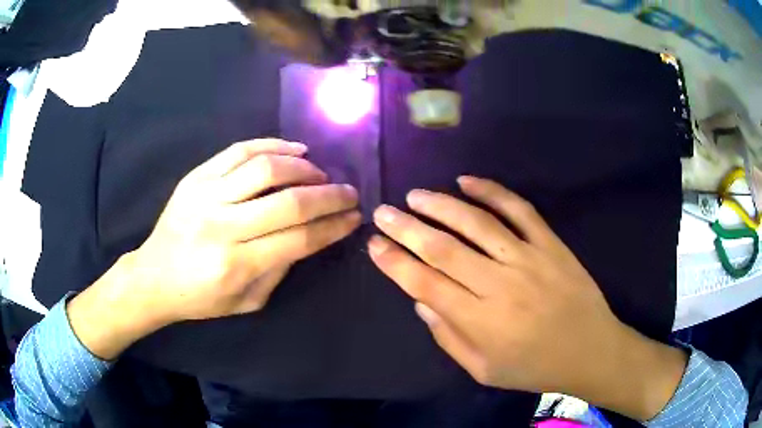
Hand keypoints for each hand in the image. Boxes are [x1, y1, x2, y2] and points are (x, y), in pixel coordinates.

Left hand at [69, 139, 360, 358]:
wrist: (154, 277)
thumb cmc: (201, 297)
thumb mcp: (248, 301)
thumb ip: (281, 268)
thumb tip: (310, 234)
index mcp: (237, 265)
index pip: (299, 239)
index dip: (333, 226)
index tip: (354, 216)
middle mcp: (222, 227)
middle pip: (289, 201)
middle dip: (330, 195)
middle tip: (349, 192)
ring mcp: (206, 196)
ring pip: (266, 168)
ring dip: (304, 167)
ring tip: (320, 172)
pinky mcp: (195, 177)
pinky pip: (239, 150)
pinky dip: (272, 145)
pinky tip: (294, 149)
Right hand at [368, 176, 686, 420]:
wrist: (590, 350)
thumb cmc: (534, 367)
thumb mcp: (484, 370)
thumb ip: (448, 338)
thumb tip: (420, 301)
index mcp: (481, 321)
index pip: (425, 284)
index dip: (395, 262)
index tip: (374, 244)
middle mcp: (500, 285)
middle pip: (443, 249)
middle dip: (406, 227)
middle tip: (383, 212)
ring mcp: (528, 259)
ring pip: (476, 223)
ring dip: (440, 205)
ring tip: (415, 196)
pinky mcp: (550, 243)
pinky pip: (518, 209)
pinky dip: (492, 191)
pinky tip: (466, 181)